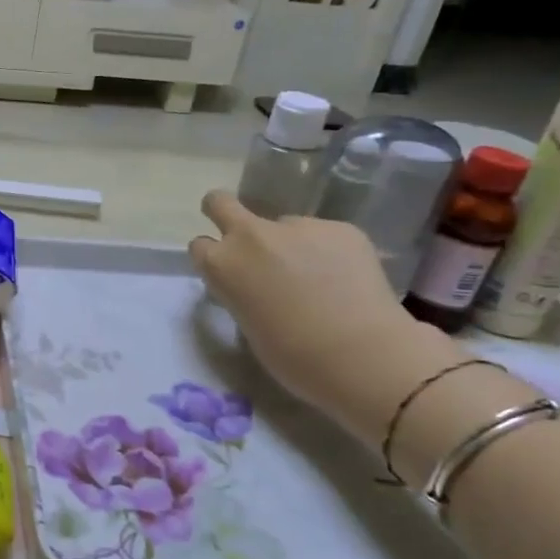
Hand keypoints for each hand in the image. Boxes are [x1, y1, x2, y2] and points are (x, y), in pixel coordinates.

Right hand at [189, 191, 451, 434]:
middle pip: (220, 203)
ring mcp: (298, 226)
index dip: (213, 257)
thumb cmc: (291, 355)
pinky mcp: (340, 227)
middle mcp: (251, 235)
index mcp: (222, 265)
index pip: (200, 245)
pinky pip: (324, 235)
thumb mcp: (246, 323)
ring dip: (291, 244)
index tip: (228, 271)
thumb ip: (241, 291)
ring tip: (318, 278)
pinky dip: (328, 251)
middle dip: (223, 212)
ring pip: (284, 226)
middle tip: (244, 240)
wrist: (359, 353)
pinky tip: (345, 279)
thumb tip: (256, 282)